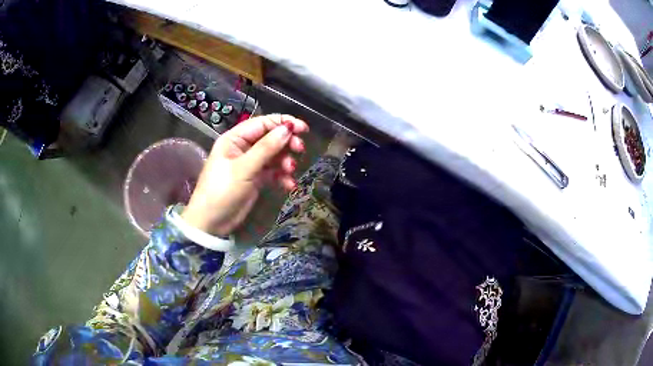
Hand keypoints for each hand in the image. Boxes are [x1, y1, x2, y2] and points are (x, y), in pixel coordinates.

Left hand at [181, 114, 307, 235]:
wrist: (211, 223)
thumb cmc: (222, 191)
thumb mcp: (243, 169)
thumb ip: (266, 148)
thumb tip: (288, 128)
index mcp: (235, 139)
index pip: (262, 123)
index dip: (283, 123)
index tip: (303, 128)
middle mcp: (243, 148)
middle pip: (271, 137)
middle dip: (286, 143)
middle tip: (300, 150)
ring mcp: (250, 164)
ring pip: (274, 155)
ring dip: (285, 161)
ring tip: (290, 171)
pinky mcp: (255, 179)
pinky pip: (273, 172)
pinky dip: (282, 177)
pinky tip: (289, 185)